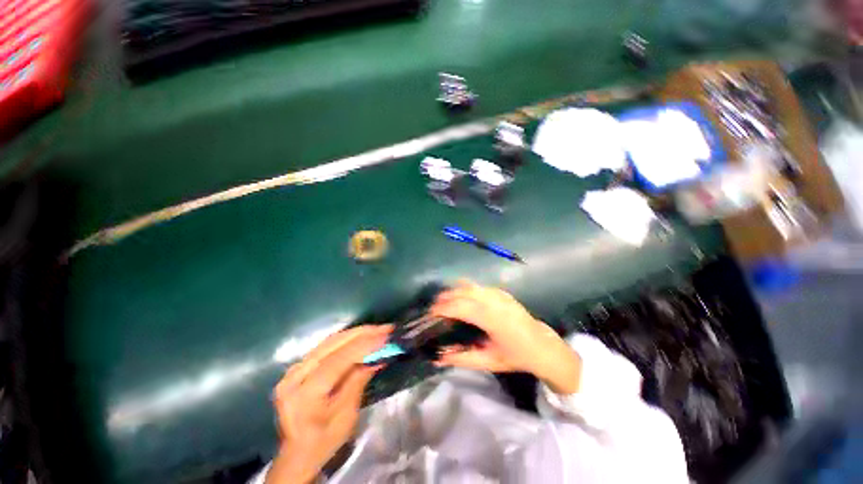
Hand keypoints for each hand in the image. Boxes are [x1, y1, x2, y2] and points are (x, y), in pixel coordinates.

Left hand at [266, 325, 390, 483]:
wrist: (296, 453)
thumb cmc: (323, 441)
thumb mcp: (346, 417)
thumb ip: (358, 382)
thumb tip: (377, 357)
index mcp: (304, 394)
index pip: (337, 360)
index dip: (364, 345)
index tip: (386, 336)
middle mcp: (295, 376)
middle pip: (332, 344)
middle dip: (363, 333)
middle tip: (386, 328)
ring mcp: (294, 369)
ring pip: (329, 341)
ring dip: (357, 333)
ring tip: (378, 329)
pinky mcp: (298, 366)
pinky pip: (326, 346)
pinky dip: (347, 339)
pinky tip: (362, 335)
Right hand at [429, 281, 580, 394]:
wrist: (542, 345)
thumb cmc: (515, 356)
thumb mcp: (488, 362)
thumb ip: (461, 359)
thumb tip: (438, 357)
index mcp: (493, 319)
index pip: (461, 307)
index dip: (443, 308)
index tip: (429, 313)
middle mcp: (495, 301)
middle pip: (463, 291)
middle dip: (445, 297)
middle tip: (433, 308)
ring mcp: (499, 294)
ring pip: (470, 286)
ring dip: (454, 291)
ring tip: (443, 301)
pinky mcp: (501, 291)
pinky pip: (478, 286)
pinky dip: (464, 289)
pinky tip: (459, 297)